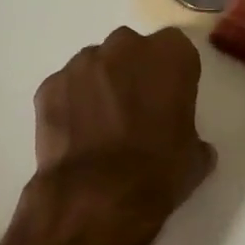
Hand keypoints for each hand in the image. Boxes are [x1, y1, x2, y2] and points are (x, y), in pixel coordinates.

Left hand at [25, 26, 215, 244]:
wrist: (98, 197)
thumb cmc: (158, 172)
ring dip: (100, 85)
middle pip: (131, 49)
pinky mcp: (49, 85)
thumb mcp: (195, 156)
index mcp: (170, 56)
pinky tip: (75, 136)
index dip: (172, 73)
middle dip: (133, 72)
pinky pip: (66, 87)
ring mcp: (82, 64)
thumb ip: (192, 135)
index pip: (176, 48)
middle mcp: (125, 47)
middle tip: (136, 109)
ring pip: (95, 65)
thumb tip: (191, 145)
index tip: (170, 98)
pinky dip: (70, 104)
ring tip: (101, 124)